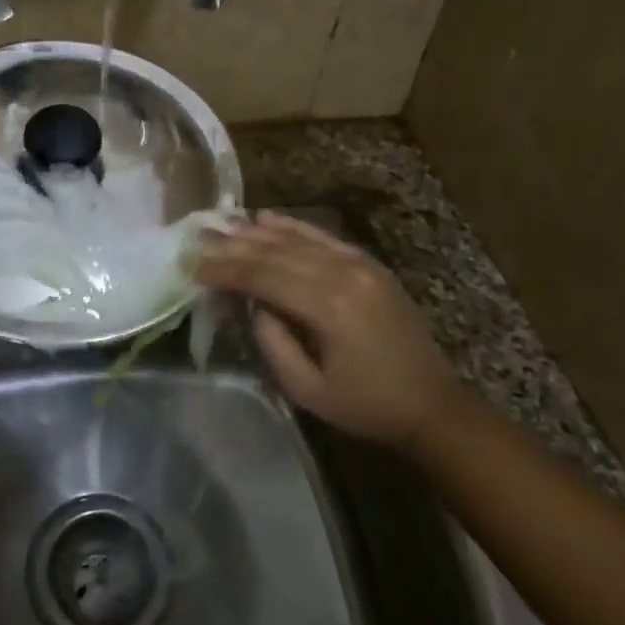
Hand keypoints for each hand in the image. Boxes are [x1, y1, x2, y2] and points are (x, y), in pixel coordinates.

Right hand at [194, 212, 456, 447]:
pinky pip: (322, 237)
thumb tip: (253, 302)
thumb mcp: (306, 389)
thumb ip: (272, 341)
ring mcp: (359, 264)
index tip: (192, 265)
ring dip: (255, 231)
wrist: (432, 405)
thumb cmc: (365, 406)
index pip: (262, 277)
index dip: (224, 269)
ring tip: (221, 223)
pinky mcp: (368, 264)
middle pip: (276, 252)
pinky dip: (292, 226)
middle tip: (197, 235)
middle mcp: (342, 274)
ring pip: (296, 239)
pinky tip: (266, 218)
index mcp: (328, 307)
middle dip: (233, 244)